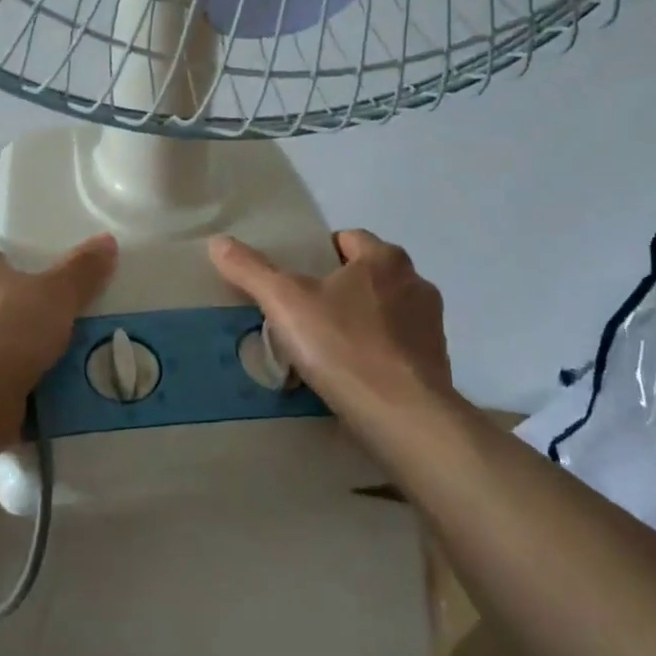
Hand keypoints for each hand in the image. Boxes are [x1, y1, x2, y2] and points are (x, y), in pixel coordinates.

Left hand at [0, 235, 118, 391]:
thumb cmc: (8, 325)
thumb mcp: (57, 293)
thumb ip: (81, 269)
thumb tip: (107, 241)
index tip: (17, 266)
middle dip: (5, 303)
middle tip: (43, 308)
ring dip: (4, 343)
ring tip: (46, 350)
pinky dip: (1, 378)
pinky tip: (35, 384)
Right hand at [208, 229, 452, 419]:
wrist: (403, 416)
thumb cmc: (343, 346)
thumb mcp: (285, 302)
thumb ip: (251, 270)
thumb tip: (218, 242)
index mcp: (384, 259)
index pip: (349, 239)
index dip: (320, 253)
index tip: (296, 278)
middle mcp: (415, 283)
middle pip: (369, 275)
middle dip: (341, 288)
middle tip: (305, 312)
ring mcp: (431, 325)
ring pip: (386, 311)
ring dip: (363, 320)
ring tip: (328, 346)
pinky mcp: (437, 363)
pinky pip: (398, 346)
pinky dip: (379, 353)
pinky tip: (354, 374)